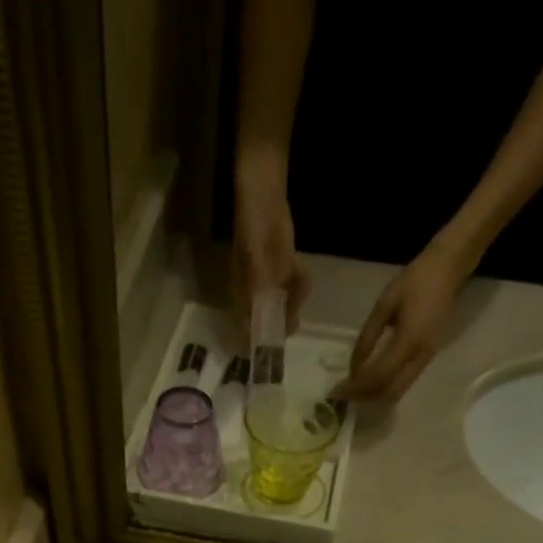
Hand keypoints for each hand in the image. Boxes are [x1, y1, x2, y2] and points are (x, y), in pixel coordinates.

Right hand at [233, 153, 310, 332]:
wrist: (264, 191)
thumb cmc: (252, 223)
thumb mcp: (254, 257)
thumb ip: (259, 288)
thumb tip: (260, 320)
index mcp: (241, 294)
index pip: (247, 329)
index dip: (258, 344)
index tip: (272, 351)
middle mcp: (254, 294)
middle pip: (269, 322)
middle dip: (282, 324)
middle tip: (294, 322)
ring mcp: (270, 282)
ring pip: (285, 306)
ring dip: (295, 301)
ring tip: (298, 280)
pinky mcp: (284, 270)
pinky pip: (296, 287)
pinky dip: (301, 284)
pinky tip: (300, 269)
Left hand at [340, 241, 468, 401]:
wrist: (448, 269)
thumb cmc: (414, 281)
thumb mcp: (383, 305)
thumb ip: (367, 337)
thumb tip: (353, 367)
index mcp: (409, 340)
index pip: (379, 375)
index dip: (357, 386)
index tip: (338, 390)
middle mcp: (420, 356)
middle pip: (390, 392)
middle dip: (365, 397)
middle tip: (344, 395)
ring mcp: (427, 359)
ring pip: (398, 391)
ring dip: (375, 396)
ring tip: (354, 391)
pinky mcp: (427, 358)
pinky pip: (404, 383)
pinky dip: (385, 388)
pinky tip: (371, 383)